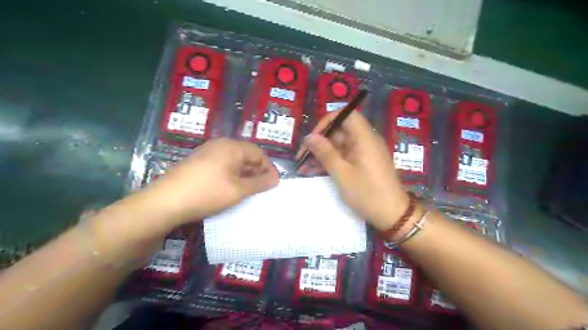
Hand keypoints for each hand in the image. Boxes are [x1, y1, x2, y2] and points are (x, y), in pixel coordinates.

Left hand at [146, 138, 277, 222]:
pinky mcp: (198, 162)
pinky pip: (222, 165)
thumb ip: (259, 183)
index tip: (273, 185)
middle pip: (246, 155)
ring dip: (244, 175)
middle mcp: (220, 145)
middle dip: (257, 172)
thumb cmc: (207, 193)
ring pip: (234, 161)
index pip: (259, 153)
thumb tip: (276, 179)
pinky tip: (230, 189)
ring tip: (248, 192)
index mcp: (232, 147)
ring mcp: (207, 152)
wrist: (165, 202)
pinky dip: (231, 176)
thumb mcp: (238, 190)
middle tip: (262, 190)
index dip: (269, 168)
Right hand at [299, 112, 408, 230]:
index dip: (327, 121)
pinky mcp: (363, 164)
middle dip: (320, 142)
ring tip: (304, 167)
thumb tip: (309, 137)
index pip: (346, 115)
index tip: (314, 137)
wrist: (392, 215)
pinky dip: (331, 162)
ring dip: (322, 154)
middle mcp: (365, 141)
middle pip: (340, 131)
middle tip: (303, 156)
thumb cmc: (367, 193)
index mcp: (364, 137)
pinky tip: (314, 172)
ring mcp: (364, 153)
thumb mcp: (342, 173)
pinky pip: (344, 157)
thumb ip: (325, 153)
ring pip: (339, 146)